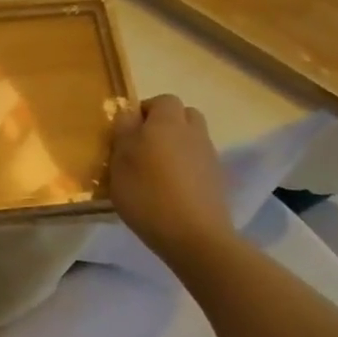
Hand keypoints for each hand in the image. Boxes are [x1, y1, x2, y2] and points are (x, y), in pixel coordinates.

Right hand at [108, 95, 235, 263]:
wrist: (194, 236)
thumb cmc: (147, 193)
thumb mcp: (120, 161)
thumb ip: (123, 132)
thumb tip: (129, 113)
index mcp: (167, 121)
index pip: (162, 100)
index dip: (145, 112)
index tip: (128, 133)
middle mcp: (193, 132)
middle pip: (183, 116)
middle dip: (165, 125)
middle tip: (143, 148)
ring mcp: (209, 156)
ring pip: (192, 139)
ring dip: (177, 146)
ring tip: (156, 171)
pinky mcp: (217, 180)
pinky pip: (199, 162)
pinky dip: (187, 168)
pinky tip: (172, 190)